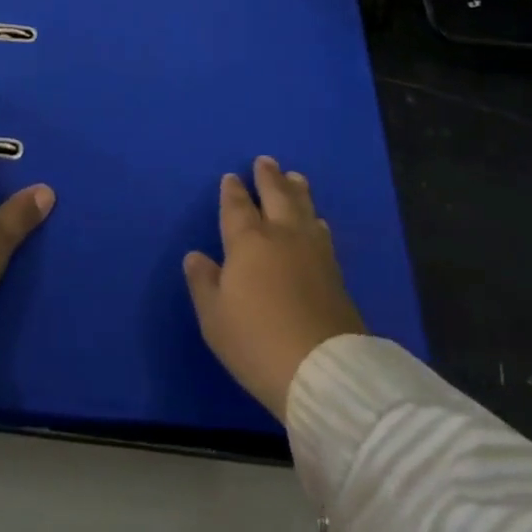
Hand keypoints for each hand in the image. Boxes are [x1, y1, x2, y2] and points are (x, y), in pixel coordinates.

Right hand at [184, 155, 364, 421]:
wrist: (322, 369)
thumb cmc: (256, 342)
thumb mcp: (215, 318)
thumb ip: (203, 282)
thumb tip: (196, 255)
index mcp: (248, 242)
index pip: (238, 207)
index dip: (233, 191)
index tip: (232, 177)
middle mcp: (282, 236)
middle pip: (276, 196)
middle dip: (269, 177)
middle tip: (266, 161)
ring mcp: (313, 251)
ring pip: (304, 209)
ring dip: (296, 191)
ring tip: (295, 178)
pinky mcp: (335, 272)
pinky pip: (322, 232)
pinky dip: (314, 219)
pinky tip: (317, 221)